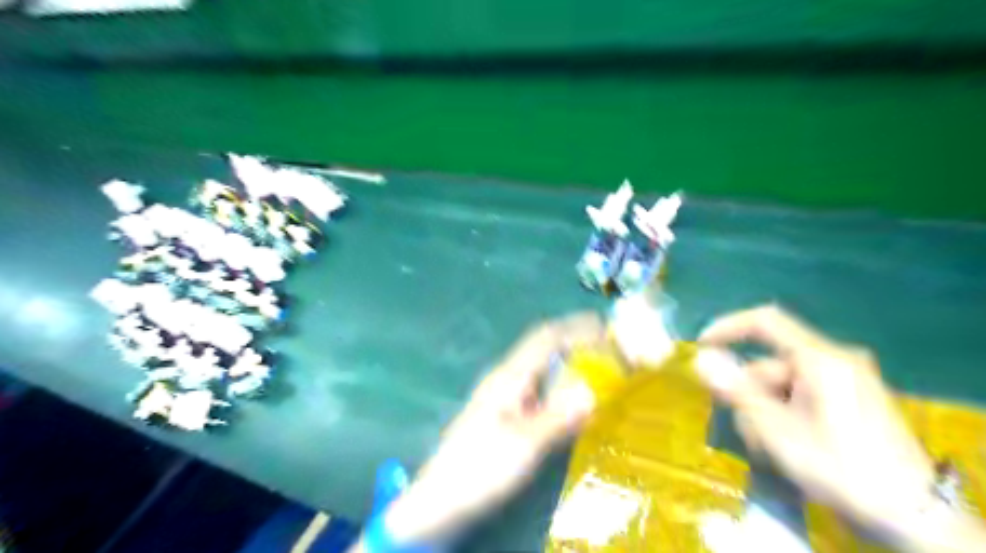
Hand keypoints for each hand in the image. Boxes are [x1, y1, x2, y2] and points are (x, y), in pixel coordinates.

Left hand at [361, 312, 600, 546]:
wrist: (441, 498)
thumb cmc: (480, 468)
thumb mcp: (523, 445)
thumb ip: (558, 417)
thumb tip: (593, 390)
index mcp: (510, 376)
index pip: (546, 338)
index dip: (576, 328)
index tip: (605, 327)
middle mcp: (508, 378)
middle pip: (545, 348)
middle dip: (577, 343)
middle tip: (611, 351)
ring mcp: (505, 395)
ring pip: (544, 368)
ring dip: (571, 364)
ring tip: (601, 371)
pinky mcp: (507, 413)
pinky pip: (541, 388)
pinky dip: (563, 385)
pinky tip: (575, 401)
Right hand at [692, 304, 985, 549]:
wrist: (915, 519)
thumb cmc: (840, 467)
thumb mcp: (777, 429)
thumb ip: (736, 390)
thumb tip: (700, 358)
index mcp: (821, 359)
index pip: (766, 322)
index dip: (728, 327)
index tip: (701, 346)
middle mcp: (834, 361)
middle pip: (769, 364)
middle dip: (748, 394)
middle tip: (741, 427)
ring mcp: (845, 381)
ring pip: (781, 385)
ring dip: (764, 412)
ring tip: (766, 448)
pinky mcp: (851, 400)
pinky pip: (801, 396)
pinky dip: (784, 415)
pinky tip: (784, 446)